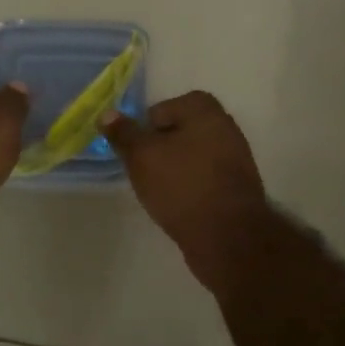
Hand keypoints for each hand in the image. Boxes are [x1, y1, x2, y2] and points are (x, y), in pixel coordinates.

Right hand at [102, 92, 270, 293]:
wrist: (228, 236)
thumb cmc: (181, 186)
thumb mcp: (142, 156)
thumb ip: (123, 133)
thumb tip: (107, 114)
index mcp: (205, 110)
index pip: (161, 109)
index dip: (144, 129)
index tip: (135, 153)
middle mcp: (225, 126)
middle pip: (178, 131)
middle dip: (158, 149)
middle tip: (143, 171)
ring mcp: (235, 157)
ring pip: (191, 155)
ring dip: (173, 169)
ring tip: (159, 191)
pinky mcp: (237, 186)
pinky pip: (204, 177)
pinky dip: (189, 185)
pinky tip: (178, 204)